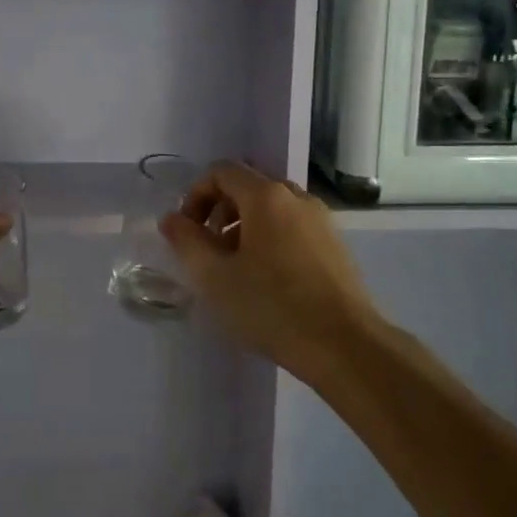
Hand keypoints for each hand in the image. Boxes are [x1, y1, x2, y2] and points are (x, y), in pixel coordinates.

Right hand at [158, 163, 382, 372]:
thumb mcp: (215, 277)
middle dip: (220, 213)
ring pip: (272, 209)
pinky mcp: (335, 245)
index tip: (187, 232)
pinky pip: (293, 228)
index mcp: (267, 196)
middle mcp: (297, 197)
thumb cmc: (272, 307)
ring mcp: (321, 220)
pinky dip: (270, 240)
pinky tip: (267, 282)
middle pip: (248, 188)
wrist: (344, 345)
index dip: (196, 194)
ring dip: (244, 229)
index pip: (222, 171)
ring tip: (236, 270)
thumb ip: (187, 241)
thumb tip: (171, 218)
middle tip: (208, 252)